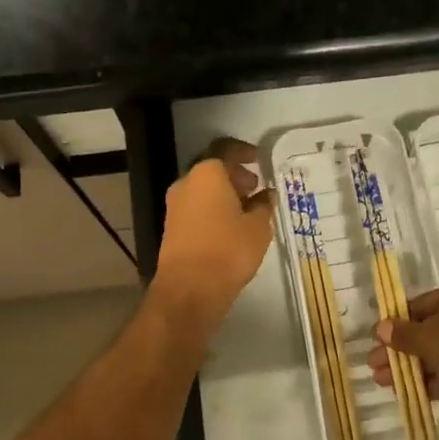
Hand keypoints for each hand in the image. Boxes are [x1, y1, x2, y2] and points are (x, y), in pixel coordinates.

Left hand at [153, 138, 273, 329]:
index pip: (226, 150)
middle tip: (256, 187)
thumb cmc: (228, 250)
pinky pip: (197, 207)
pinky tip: (232, 225)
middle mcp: (186, 182)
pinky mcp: (172, 226)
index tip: (259, 159)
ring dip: (225, 194)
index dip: (244, 152)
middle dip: (235, 175)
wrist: (189, 289)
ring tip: (248, 209)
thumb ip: (263, 205)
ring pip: (204, 189)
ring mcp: (175, 205)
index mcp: (207, 173)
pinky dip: (214, 209)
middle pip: (213, 169)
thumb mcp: (258, 227)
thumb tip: (266, 195)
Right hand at [369, 279, 438, 393]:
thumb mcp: (424, 336)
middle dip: (400, 350)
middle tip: (376, 366)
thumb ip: (401, 333)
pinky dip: (434, 379)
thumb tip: (380, 327)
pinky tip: (411, 391)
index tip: (378, 341)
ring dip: (412, 367)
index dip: (397, 323)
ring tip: (384, 383)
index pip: (421, 305)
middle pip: (429, 331)